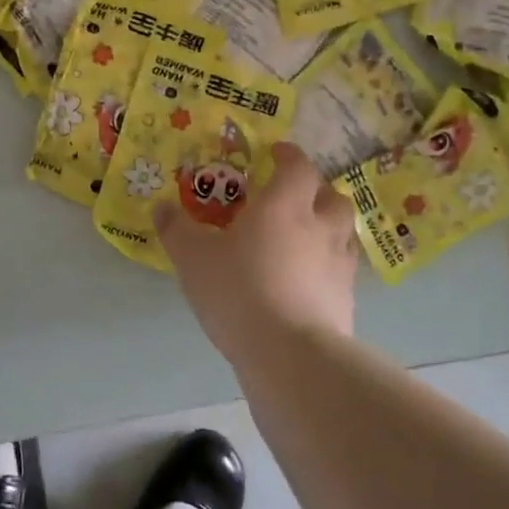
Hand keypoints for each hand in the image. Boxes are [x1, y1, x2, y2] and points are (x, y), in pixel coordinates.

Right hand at [157, 142, 357, 354]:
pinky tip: (308, 281)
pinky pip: (342, 270)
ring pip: (343, 231)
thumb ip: (177, 230)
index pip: (297, 166)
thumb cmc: (240, 292)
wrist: (291, 354)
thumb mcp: (194, 259)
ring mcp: (339, 263)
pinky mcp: (347, 298)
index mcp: (285, 205)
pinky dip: (328, 266)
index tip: (275, 153)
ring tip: (304, 238)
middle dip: (315, 191)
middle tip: (292, 199)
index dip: (288, 155)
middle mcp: (320, 226)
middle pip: (331, 196)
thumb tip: (162, 207)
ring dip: (328, 226)